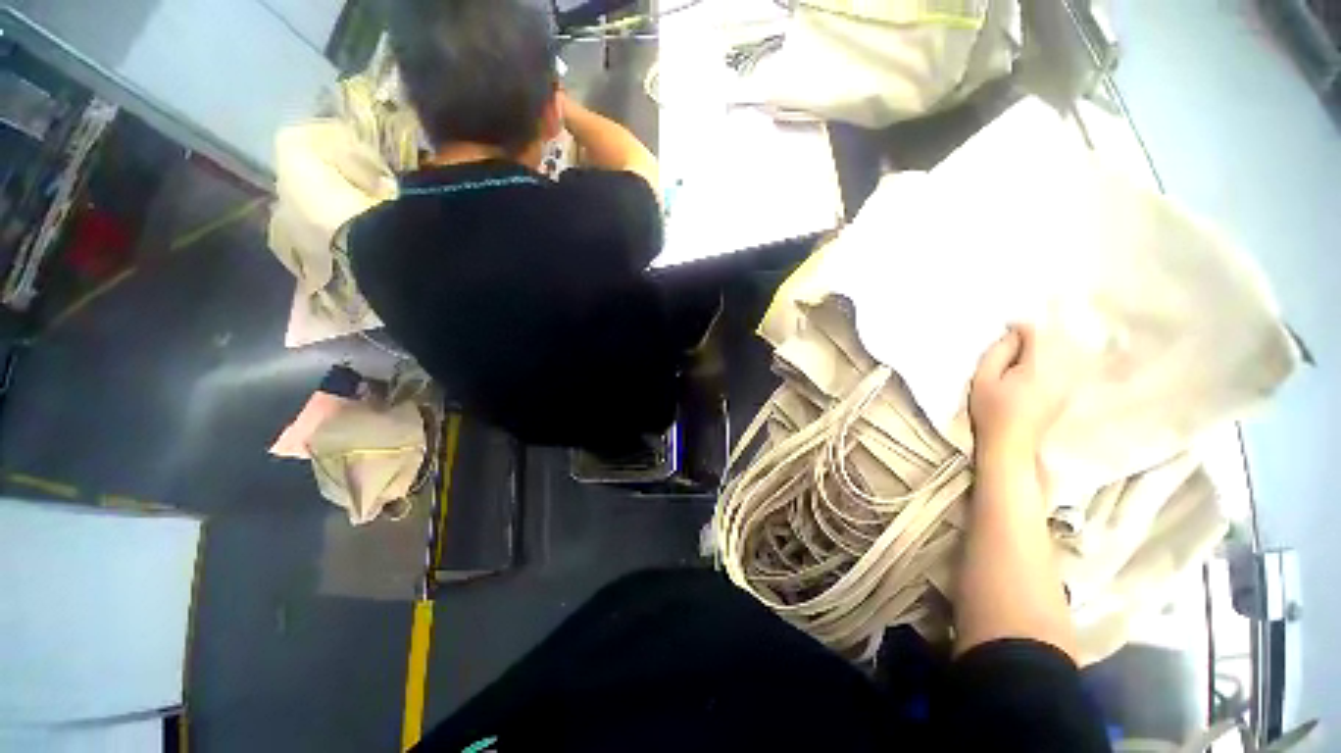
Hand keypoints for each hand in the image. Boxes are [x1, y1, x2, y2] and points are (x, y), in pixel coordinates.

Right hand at [968, 324, 1065, 459]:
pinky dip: (1048, 362)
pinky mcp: (1066, 393)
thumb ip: (998, 352)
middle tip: (1008, 347)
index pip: (1036, 334)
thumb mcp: (983, 379)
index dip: (1019, 327)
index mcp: (1038, 368)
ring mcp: (1067, 384)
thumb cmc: (991, 412)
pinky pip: (1063, 366)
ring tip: (1017, 360)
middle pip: (1052, 341)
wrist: (1009, 446)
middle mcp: (1060, 373)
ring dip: (1039, 350)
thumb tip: (1012, 334)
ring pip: (1060, 352)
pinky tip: (1029, 374)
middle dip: (1030, 339)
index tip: (1004, 330)